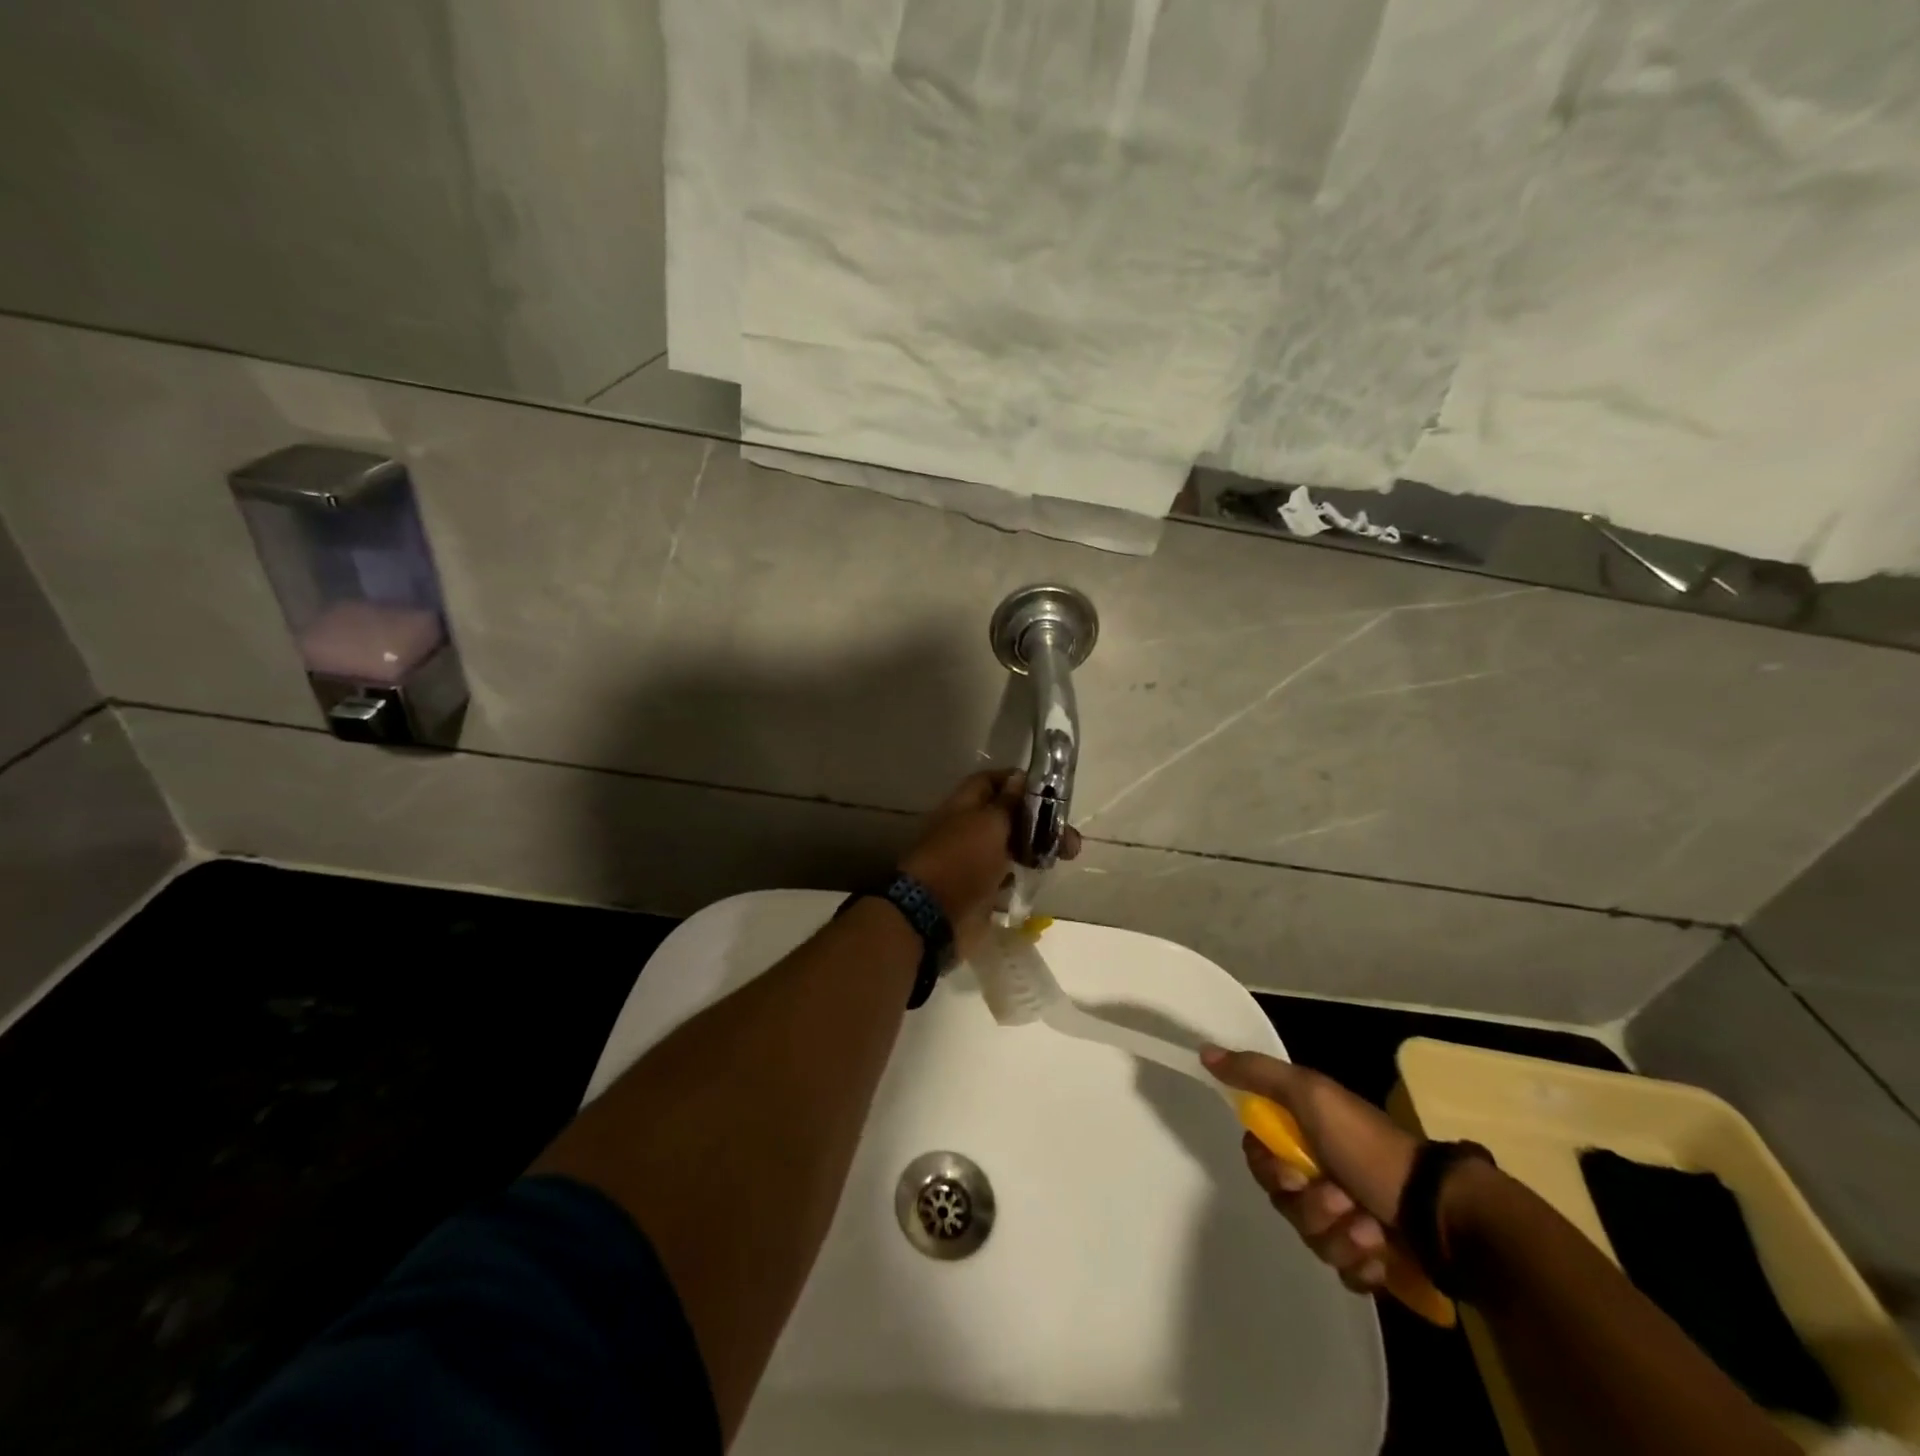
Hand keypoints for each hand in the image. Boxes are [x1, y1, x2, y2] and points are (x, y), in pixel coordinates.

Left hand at [898, 770, 1079, 957]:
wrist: (935, 916)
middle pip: (1008, 815)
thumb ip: (1008, 802)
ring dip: (1037, 847)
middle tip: (1070, 835)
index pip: (993, 781)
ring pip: (1011, 845)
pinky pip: (1006, 874)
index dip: (1019, 782)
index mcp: (965, 804)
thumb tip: (1020, 777)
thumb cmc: (963, 860)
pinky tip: (1043, 875)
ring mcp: (974, 859)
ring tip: (1067, 856)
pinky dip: (1023, 873)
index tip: (1051, 792)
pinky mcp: (981, 888)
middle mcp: (969, 828)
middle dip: (1039, 821)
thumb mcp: (990, 823)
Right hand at [1202, 1047, 1422, 1295]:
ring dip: (1339, 1236)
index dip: (1270, 1169)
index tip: (1293, 1170)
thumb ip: (1257, 1074)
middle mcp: (1320, 1175)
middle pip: (1283, 1203)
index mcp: (1305, 1137)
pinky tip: (1381, 1254)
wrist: (1441, 1212)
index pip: (1259, 1159)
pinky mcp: (1371, 1261)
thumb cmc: (1369, 1147)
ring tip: (1371, 1229)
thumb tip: (1204, 1052)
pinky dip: (1362, 1265)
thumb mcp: (1310, 1095)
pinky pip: (1344, 1273)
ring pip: (1312, 1240)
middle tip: (1340, 1197)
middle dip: (1310, 1206)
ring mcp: (1347, 1221)